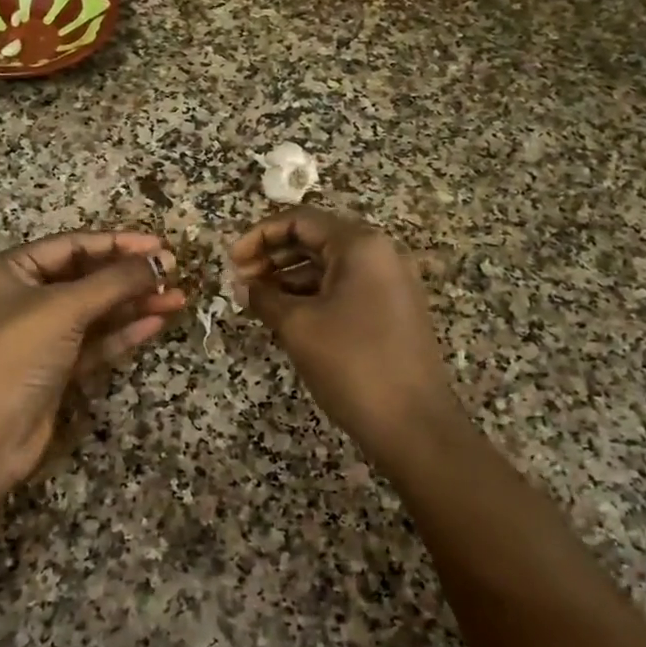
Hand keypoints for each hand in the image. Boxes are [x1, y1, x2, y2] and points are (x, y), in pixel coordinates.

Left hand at [0, 230, 184, 505]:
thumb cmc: (15, 355)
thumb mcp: (64, 308)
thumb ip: (115, 281)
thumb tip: (162, 259)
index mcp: (11, 271)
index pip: (73, 246)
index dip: (118, 243)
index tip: (160, 245)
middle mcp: (24, 298)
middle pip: (86, 278)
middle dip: (130, 275)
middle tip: (174, 272)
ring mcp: (41, 336)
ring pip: (96, 312)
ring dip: (134, 304)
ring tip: (178, 298)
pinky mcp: (56, 369)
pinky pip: (96, 342)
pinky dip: (124, 333)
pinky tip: (156, 323)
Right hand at [232, 209, 460, 455]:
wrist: (414, 425)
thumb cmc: (352, 364)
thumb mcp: (298, 327)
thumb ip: (264, 298)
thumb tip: (242, 286)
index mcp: (360, 245)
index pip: (300, 220)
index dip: (259, 235)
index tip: (230, 261)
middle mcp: (380, 254)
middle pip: (316, 239)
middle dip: (273, 256)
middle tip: (240, 281)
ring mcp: (390, 283)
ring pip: (329, 266)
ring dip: (289, 278)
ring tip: (257, 301)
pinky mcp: (392, 310)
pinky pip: (344, 288)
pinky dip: (312, 296)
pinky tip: (286, 316)